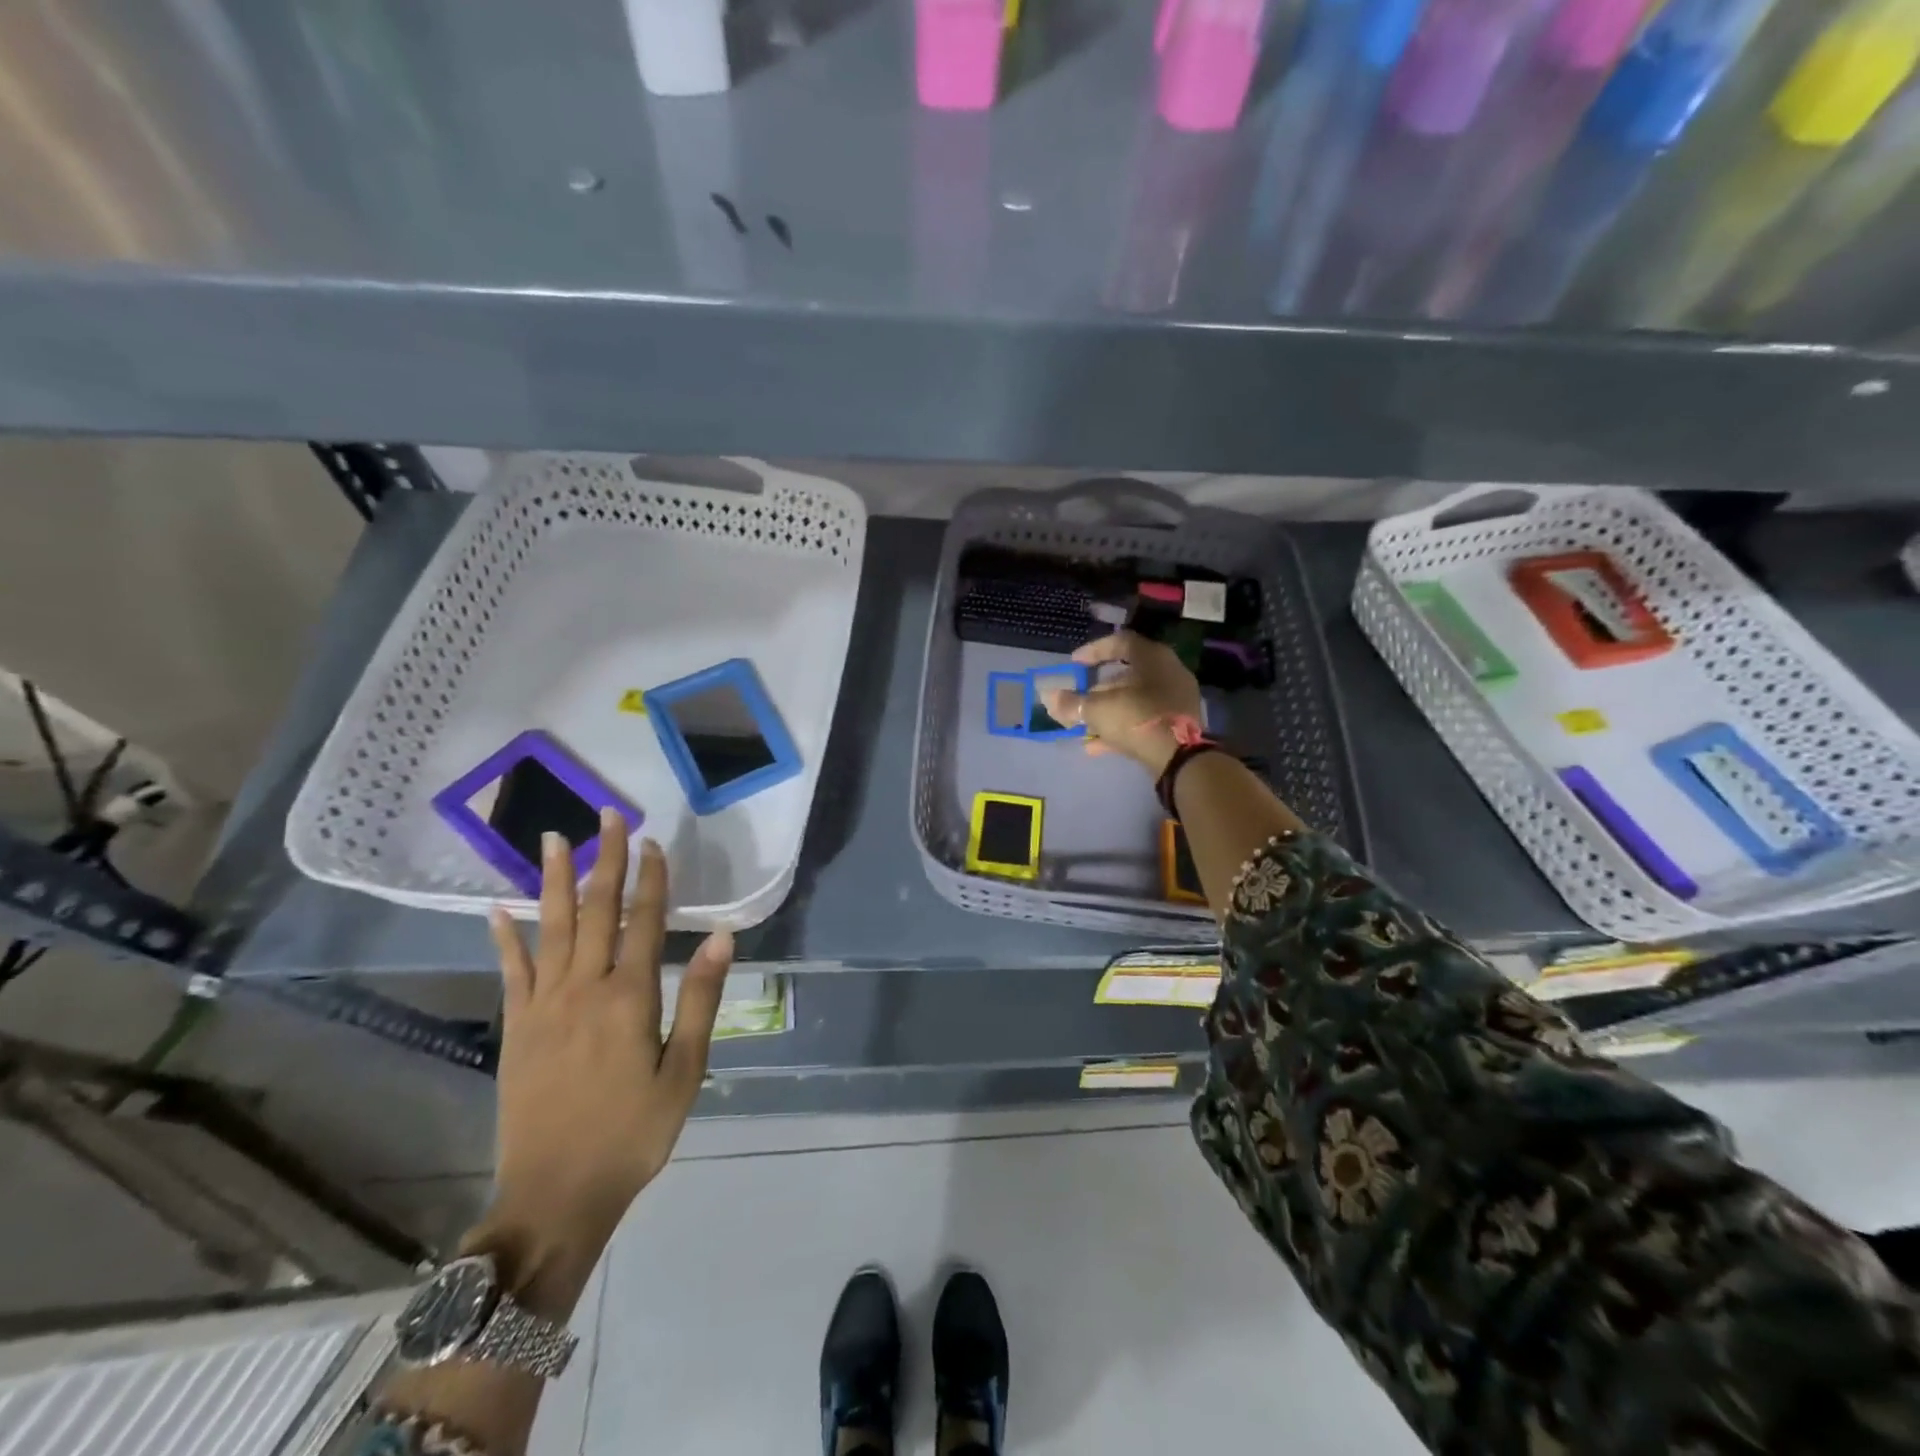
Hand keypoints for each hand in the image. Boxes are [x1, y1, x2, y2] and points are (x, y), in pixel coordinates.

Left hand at [482, 813, 731, 1273]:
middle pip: (597, 910)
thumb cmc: (633, 1133)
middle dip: (606, 859)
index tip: (653, 840)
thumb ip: (699, 999)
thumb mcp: (684, 1071)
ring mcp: (543, 1006)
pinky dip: (506, 937)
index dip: (650, 878)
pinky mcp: (516, 1027)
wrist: (555, 1195)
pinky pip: (511, 971)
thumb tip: (720, 938)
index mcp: (630, 997)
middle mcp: (584, 989)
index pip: (644, 921)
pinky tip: (499, 909)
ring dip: (556, 880)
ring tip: (555, 839)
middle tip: (608, 816)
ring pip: (551, 928)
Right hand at [1039, 629, 1204, 775]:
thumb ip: (1072, 703)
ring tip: (1084, 727)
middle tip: (1078, 700)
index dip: (1093, 650)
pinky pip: (1143, 719)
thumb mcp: (1098, 709)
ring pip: (1134, 699)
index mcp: (1152, 657)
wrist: (1181, 757)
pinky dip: (1121, 728)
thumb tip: (1049, 697)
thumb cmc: (1138, 719)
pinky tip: (1096, 746)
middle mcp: (1168, 672)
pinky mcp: (1178, 724)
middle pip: (1127, 674)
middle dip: (1098, 689)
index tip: (1074, 663)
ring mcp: (1175, 699)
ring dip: (1107, 711)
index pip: (1119, 642)